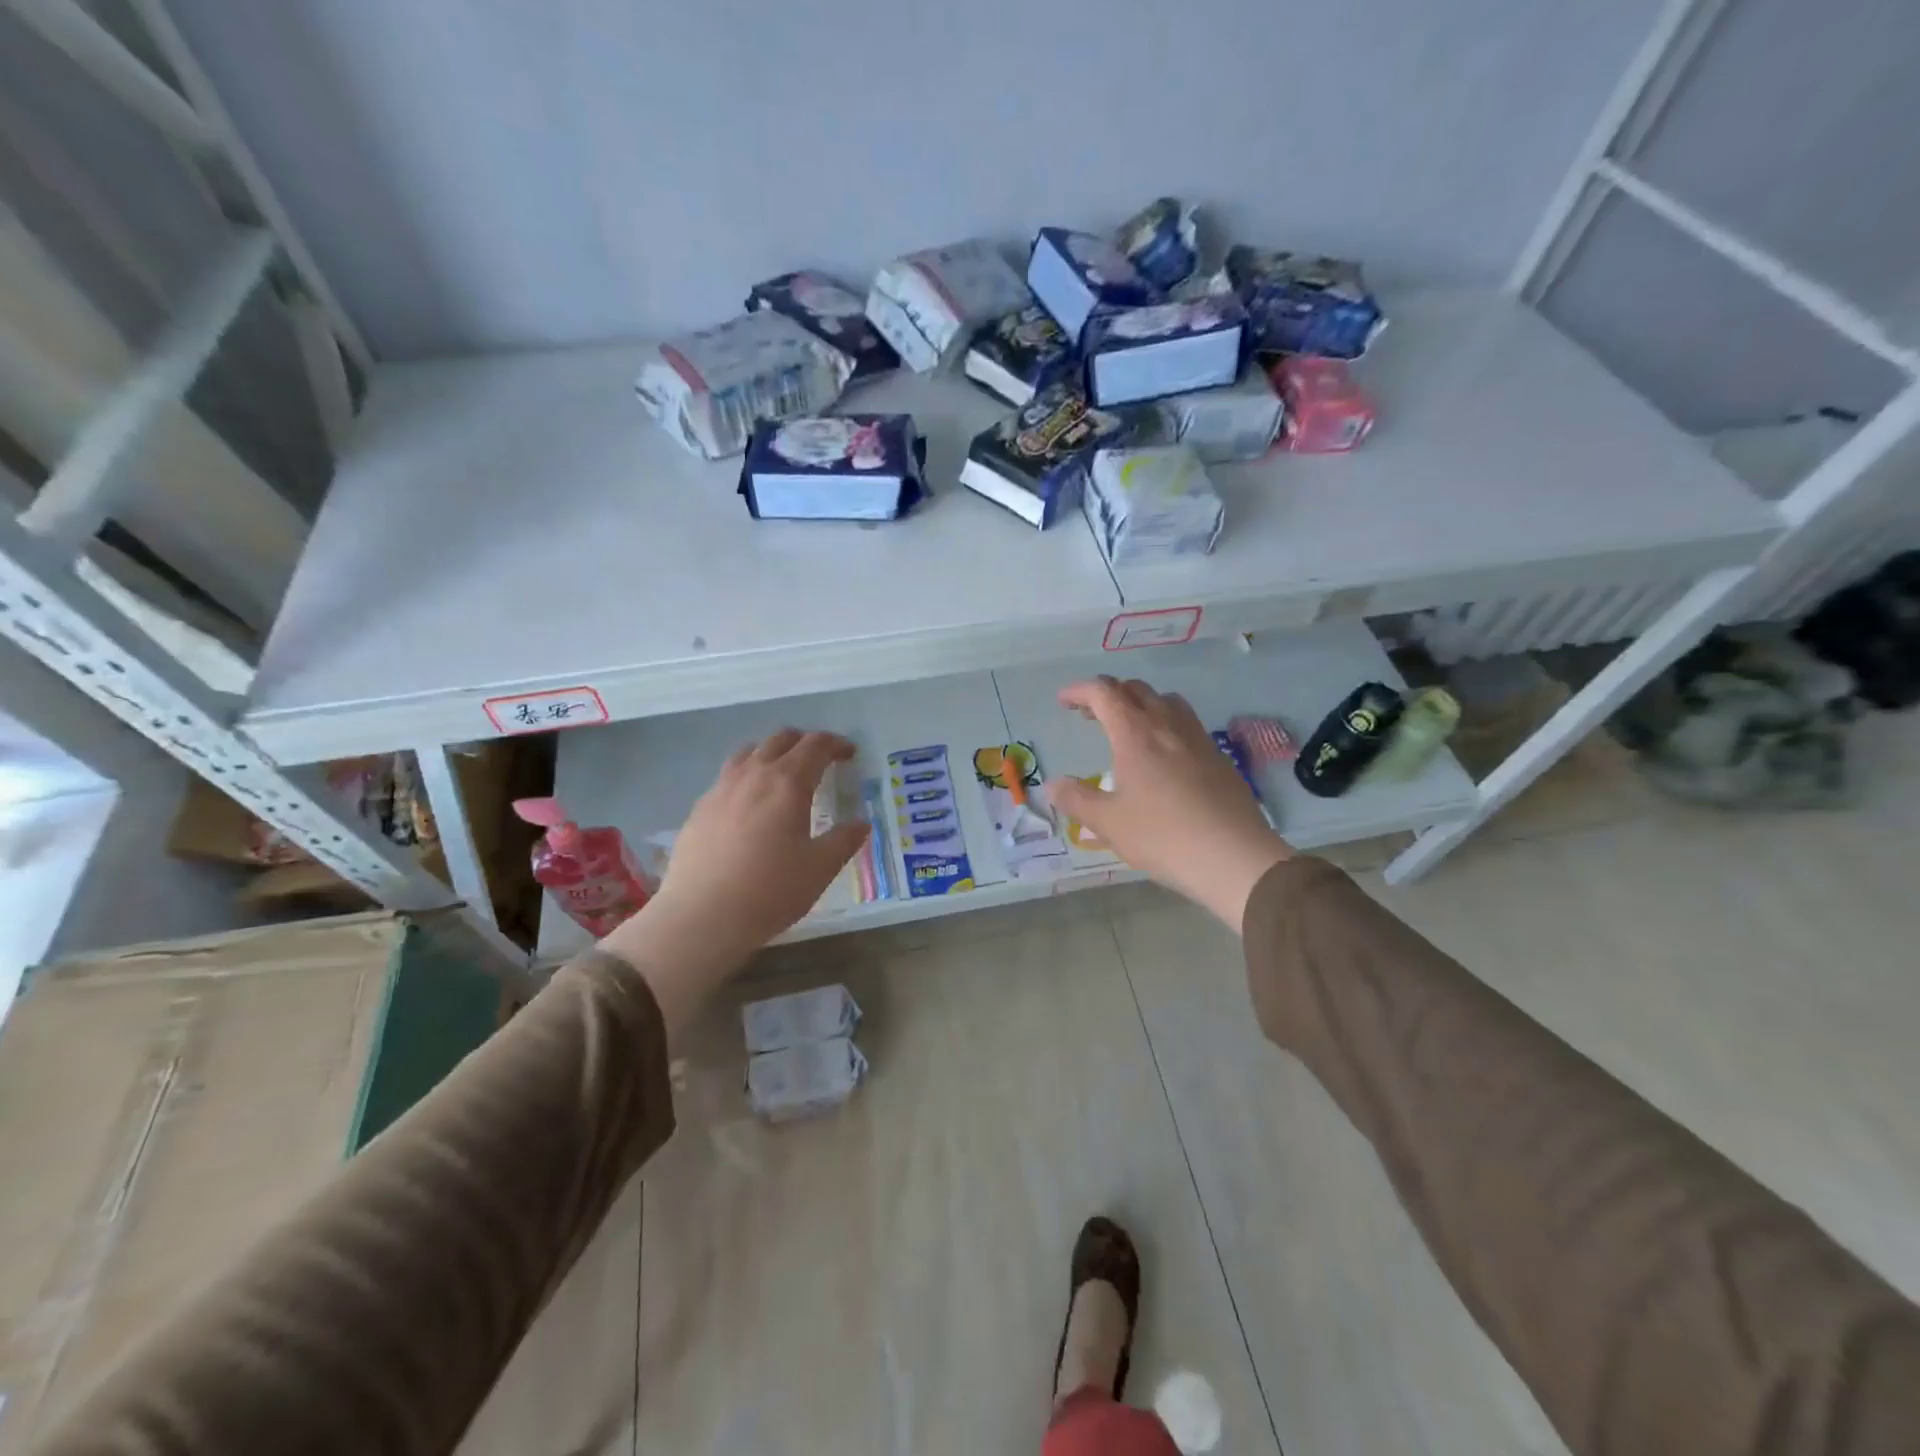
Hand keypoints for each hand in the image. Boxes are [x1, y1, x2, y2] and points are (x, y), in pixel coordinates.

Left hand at [601, 730, 867, 1035]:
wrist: (702, 916)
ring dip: (771, 753)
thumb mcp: (820, 868)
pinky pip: (727, 777)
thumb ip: (844, 841)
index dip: (836, 744)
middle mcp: (754, 775)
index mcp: (788, 783)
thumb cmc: (771, 890)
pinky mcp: (699, 809)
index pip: (816, 746)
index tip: (849, 753)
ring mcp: (721, 789)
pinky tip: (748, 804)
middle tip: (820, 759)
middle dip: (804, 742)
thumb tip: (861, 824)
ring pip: (748, 752)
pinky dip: (745, 776)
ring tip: (781, 773)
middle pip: (780, 740)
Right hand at [1046, 677, 1289, 930]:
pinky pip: (1187, 723)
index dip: (1080, 691)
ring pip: (1167, 701)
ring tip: (1128, 727)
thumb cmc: (1163, 836)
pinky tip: (1163, 756)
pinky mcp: (1219, 757)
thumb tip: (1051, 786)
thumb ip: (1076, 799)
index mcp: (1135, 734)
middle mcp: (1167, 726)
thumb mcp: (1108, 823)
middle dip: (1108, 694)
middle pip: (1136, 690)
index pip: (1104, 693)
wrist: (1234, 857)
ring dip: (1141, 703)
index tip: (1063, 701)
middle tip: (1090, 715)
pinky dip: (1165, 723)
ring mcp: (1198, 739)